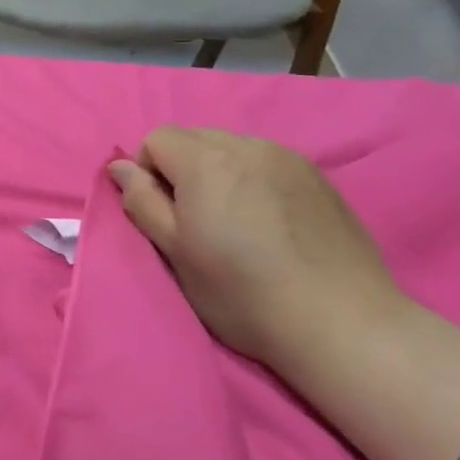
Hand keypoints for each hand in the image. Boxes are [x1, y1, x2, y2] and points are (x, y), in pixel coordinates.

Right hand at [108, 129, 411, 371]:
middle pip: (194, 138)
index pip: (156, 139)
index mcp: (206, 161)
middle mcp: (247, 145)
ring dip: (219, 173)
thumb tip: (119, 167)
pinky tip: (271, 223)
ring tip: (237, 223)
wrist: (340, 322)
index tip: (165, 215)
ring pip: (232, 148)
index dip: (149, 173)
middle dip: (182, 169)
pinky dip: (254, 180)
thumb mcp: (175, 252)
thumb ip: (142, 201)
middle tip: (197, 221)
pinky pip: (267, 162)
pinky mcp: (318, 177)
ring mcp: (288, 158)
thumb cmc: (242, 292)